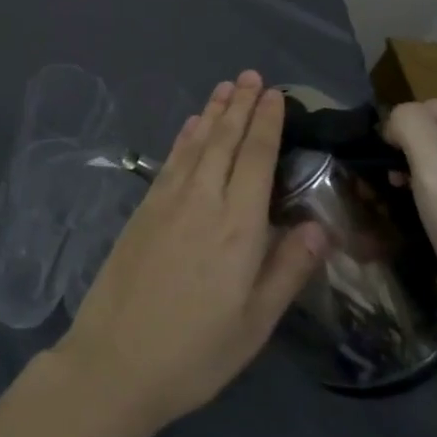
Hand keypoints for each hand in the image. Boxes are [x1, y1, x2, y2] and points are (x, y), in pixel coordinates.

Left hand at [54, 73, 329, 432]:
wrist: (115, 360)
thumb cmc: (196, 352)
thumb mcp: (255, 324)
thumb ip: (288, 269)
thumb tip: (321, 226)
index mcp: (238, 227)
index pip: (256, 158)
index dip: (266, 122)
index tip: (274, 93)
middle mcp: (203, 200)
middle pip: (225, 140)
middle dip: (240, 104)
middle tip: (251, 75)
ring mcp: (168, 200)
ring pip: (196, 142)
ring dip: (213, 111)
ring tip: (225, 86)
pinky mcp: (144, 208)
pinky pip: (171, 159)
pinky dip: (184, 136)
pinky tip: (191, 125)